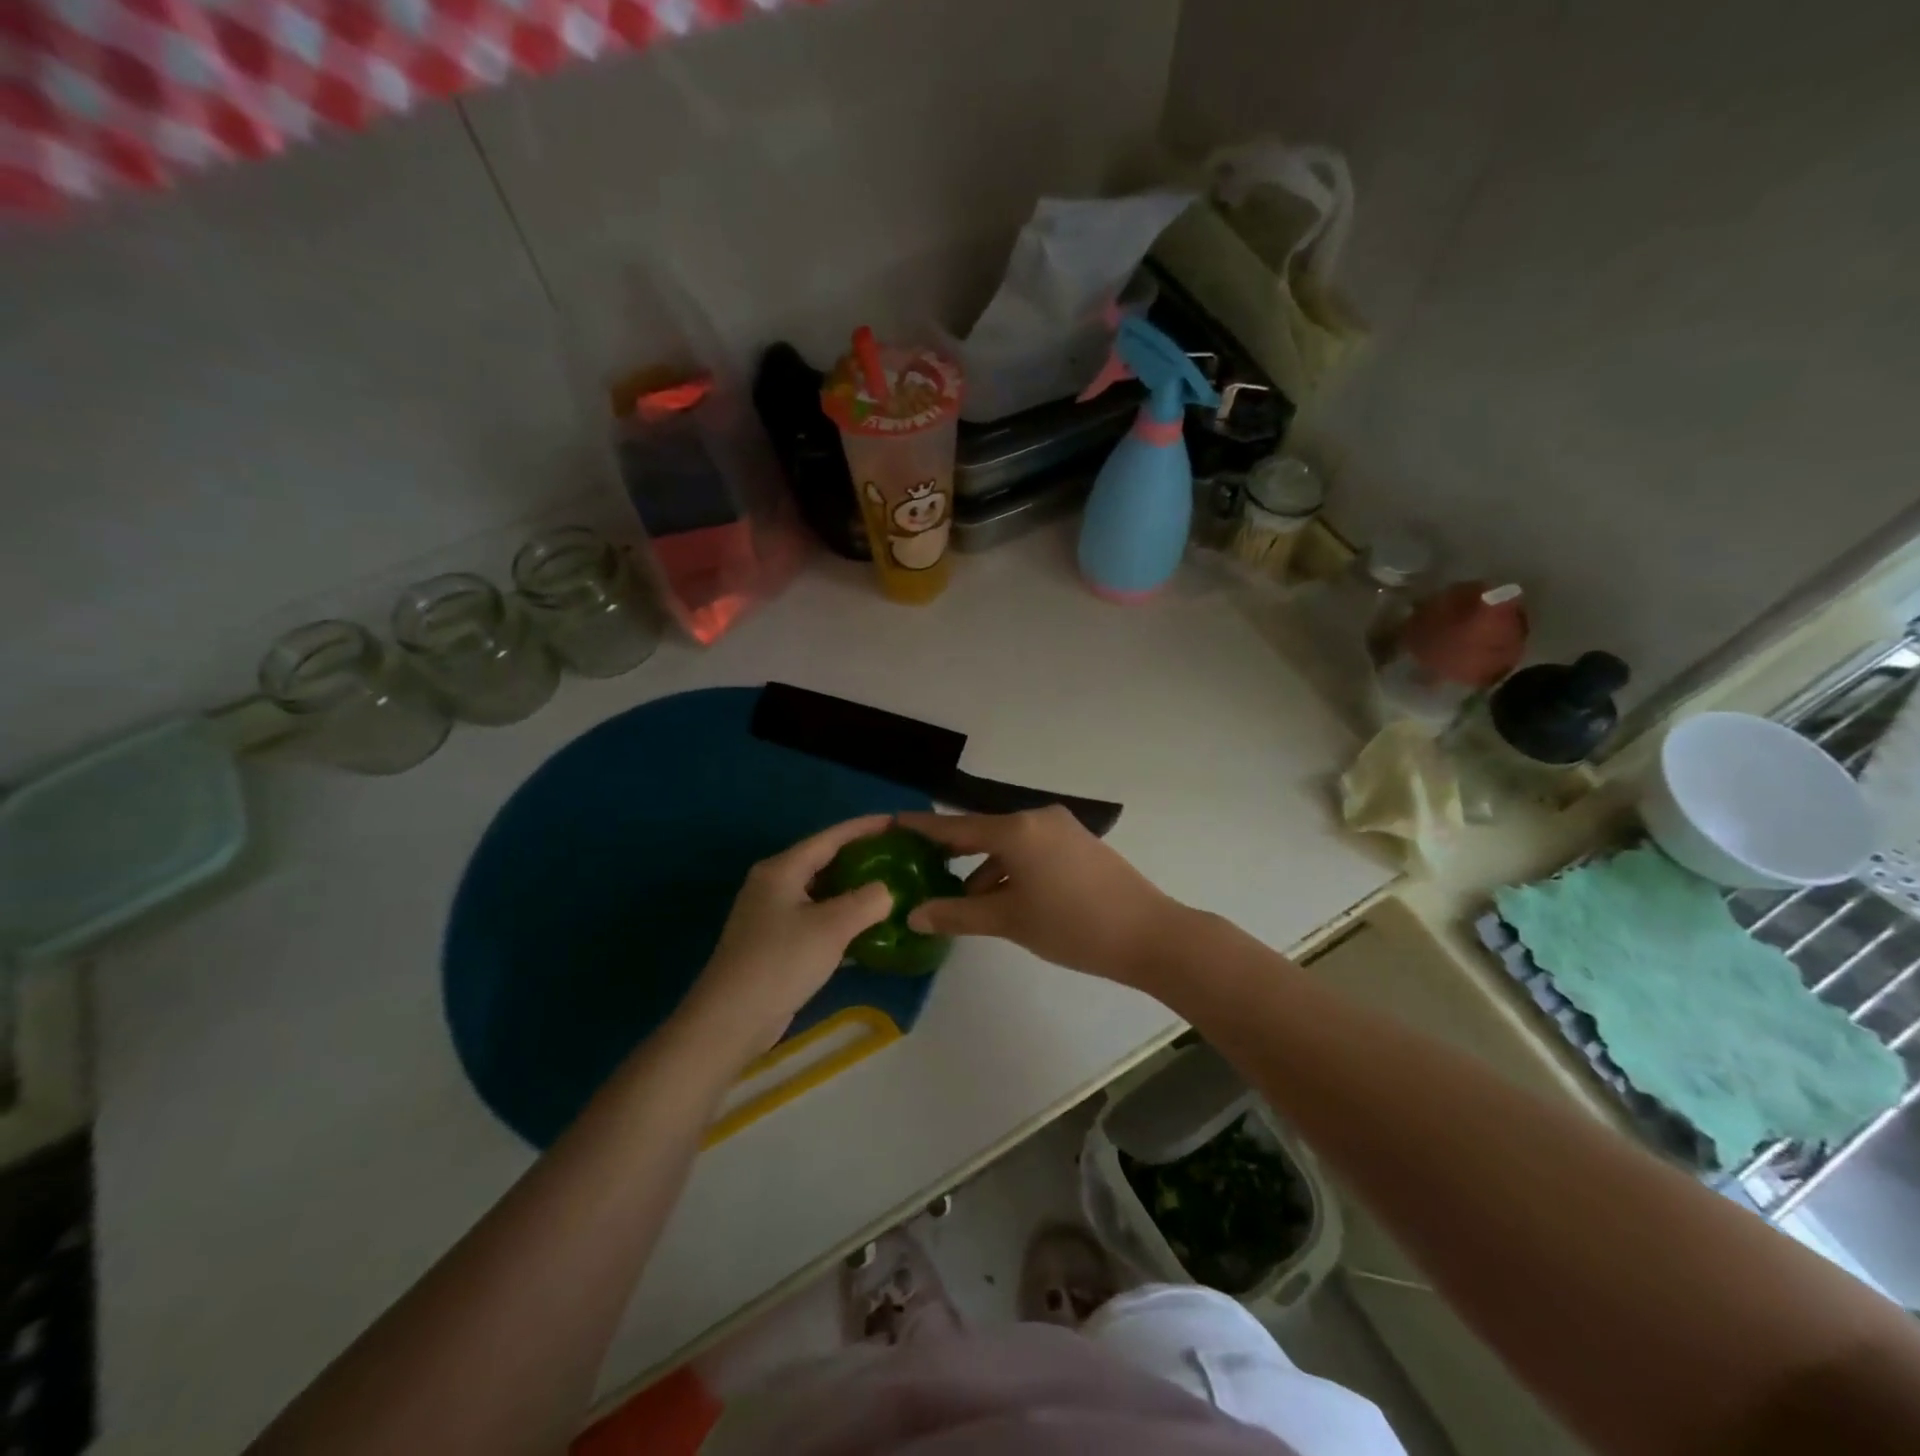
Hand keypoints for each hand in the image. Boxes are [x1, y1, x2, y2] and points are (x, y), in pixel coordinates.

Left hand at [678, 815, 895, 1058]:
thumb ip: (866, 901)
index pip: (830, 837)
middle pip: (825, 861)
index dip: (864, 827)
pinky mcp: (777, 943)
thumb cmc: (780, 961)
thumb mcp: (831, 927)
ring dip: (854, 891)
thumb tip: (886, 891)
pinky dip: (842, 918)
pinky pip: (817, 919)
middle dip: (862, 857)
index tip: (897, 822)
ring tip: (891, 887)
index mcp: (782, 869)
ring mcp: (773, 915)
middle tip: (899, 856)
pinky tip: (869, 927)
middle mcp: (774, 884)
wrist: (731, 1020)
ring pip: (822, 892)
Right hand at [895, 807, 1185, 988]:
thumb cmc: (1072, 926)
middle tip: (922, 868)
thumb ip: (958, 914)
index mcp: (1016, 830)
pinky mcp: (1080, 844)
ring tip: (965, 901)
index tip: (893, 823)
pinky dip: (1012, 869)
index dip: (923, 829)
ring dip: (986, 869)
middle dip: (954, 853)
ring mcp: (1063, 829)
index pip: (957, 827)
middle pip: (983, 833)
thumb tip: (915, 914)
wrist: (1149, 934)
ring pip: (1010, 844)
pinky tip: (1005, 897)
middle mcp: (1037, 818)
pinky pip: (1032, 849)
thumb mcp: (1009, 921)